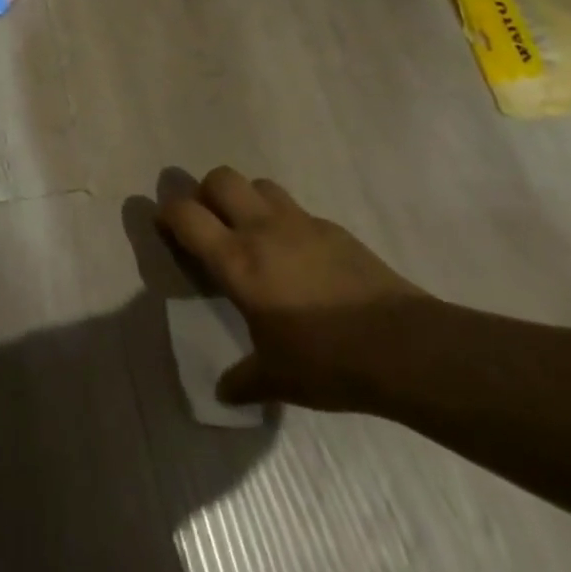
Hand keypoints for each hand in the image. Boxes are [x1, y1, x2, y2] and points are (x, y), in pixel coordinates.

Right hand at [155, 166, 428, 410]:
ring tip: (253, 233)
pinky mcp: (334, 228)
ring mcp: (301, 223)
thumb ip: (244, 379)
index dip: (167, 213)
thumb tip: (223, 393)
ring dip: (247, 199)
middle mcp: (262, 229)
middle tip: (210, 224)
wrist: (405, 347)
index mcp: (236, 260)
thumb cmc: (327, 360)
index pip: (186, 215)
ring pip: (260, 184)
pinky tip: (299, 256)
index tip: (166, 227)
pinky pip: (297, 210)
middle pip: (220, 178)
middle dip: (206, 193)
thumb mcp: (278, 378)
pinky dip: (286, 221)